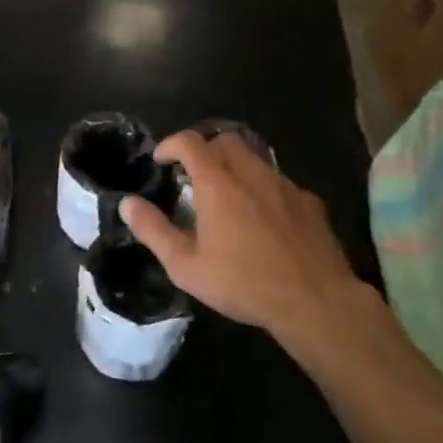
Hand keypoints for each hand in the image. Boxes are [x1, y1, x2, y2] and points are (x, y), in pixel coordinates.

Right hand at [119, 131, 362, 342]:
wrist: (314, 301)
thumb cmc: (243, 284)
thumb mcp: (186, 266)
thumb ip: (154, 231)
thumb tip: (127, 203)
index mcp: (218, 184)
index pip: (190, 142)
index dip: (171, 144)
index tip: (162, 159)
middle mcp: (252, 174)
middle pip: (225, 141)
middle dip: (206, 149)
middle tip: (194, 175)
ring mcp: (285, 185)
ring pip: (256, 159)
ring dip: (236, 167)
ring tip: (228, 197)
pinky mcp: (310, 202)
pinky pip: (280, 183)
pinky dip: (264, 189)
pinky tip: (264, 219)